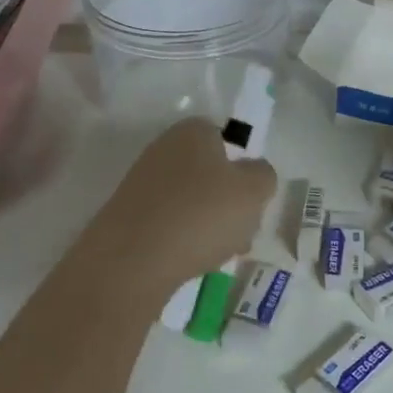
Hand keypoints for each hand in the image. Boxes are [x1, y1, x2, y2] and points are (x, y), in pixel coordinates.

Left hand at [84, 118, 276, 292]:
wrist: (132, 260)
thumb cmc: (201, 213)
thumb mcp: (253, 190)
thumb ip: (263, 175)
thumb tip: (254, 173)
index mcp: (192, 131)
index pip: (226, 139)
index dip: (243, 168)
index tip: (252, 198)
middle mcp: (163, 149)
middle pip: (210, 173)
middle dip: (228, 202)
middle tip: (242, 231)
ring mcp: (142, 183)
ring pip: (192, 201)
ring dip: (210, 224)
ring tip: (220, 253)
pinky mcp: (129, 216)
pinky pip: (169, 223)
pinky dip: (184, 239)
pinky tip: (192, 261)